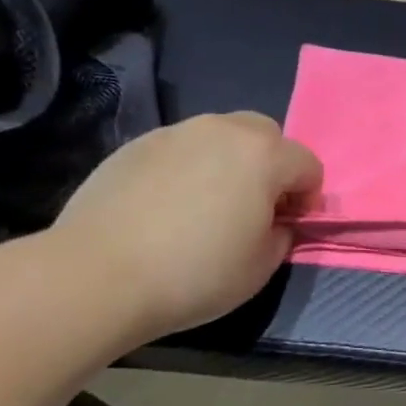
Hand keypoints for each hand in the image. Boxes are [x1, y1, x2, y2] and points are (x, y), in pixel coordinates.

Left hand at [50, 112, 322, 343]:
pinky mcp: (136, 145)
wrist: (97, 275)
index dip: (307, 197)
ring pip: (220, 136)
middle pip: (265, 135)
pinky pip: (180, 149)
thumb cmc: (195, 273)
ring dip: (229, 163)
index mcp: (263, 155)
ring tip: (207, 206)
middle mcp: (223, 130)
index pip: (307, 164)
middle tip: (254, 207)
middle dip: (271, 166)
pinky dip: (187, 169)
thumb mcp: (261, 267)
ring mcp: (175, 133)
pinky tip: (167, 208)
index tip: (289, 225)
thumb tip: (275, 222)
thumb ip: (281, 235)